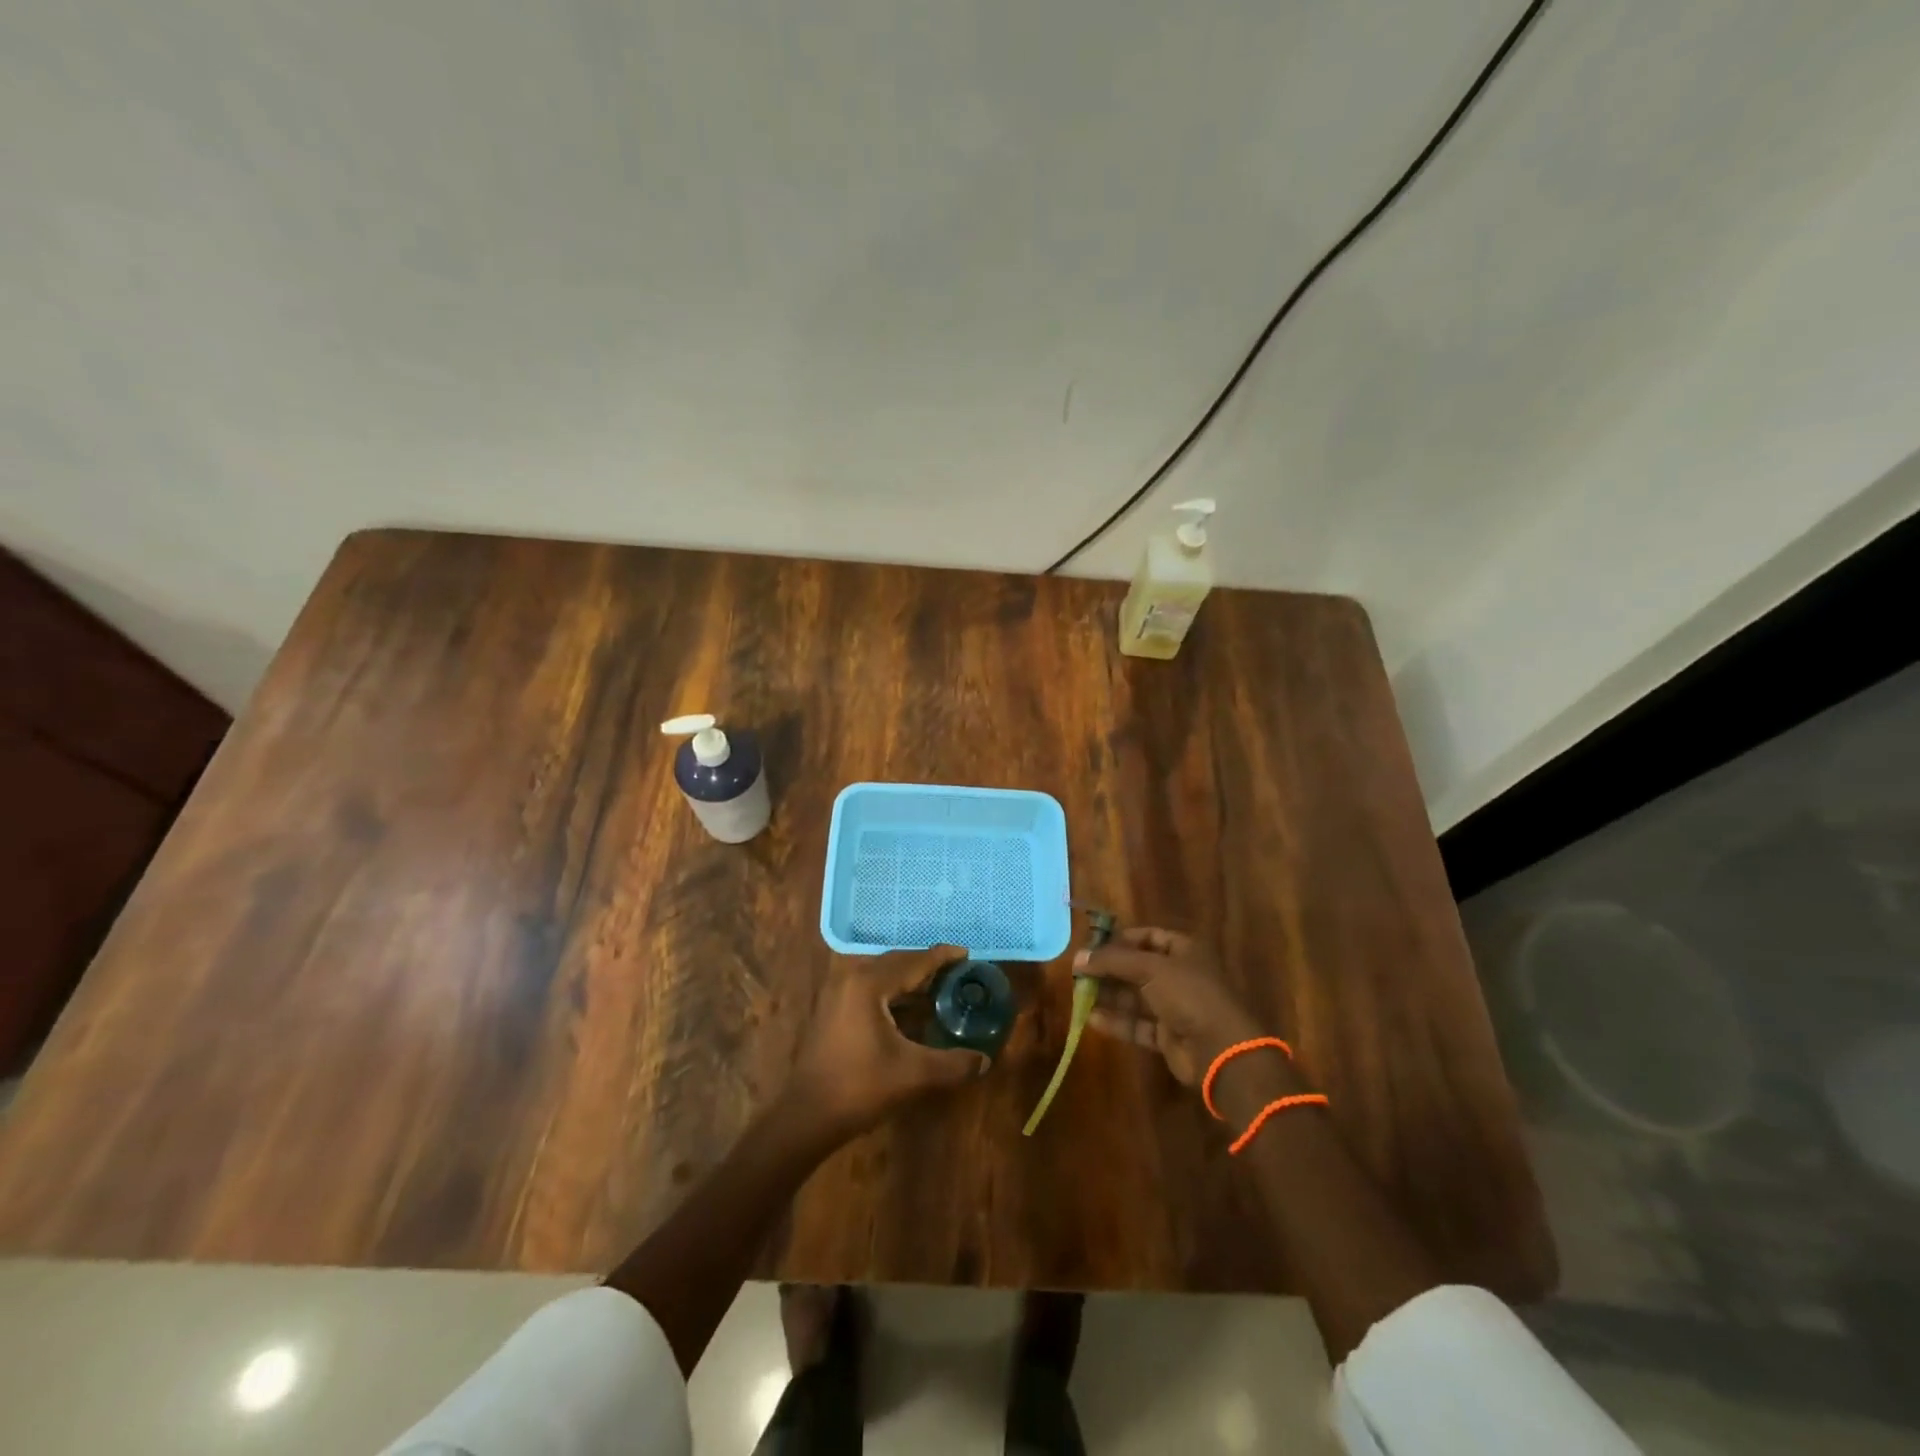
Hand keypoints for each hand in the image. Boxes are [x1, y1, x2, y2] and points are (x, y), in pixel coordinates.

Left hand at [786, 946, 989, 1138]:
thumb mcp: (914, 1075)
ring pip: (881, 975)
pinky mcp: (832, 1010)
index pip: (913, 962)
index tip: (966, 953)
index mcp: (869, 984)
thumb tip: (985, 1061)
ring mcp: (837, 993)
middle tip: (956, 971)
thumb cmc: (860, 1088)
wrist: (807, 1116)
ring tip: (938, 988)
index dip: (941, 957)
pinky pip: (869, 988)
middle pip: (896, 963)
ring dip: (909, 980)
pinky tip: (910, 1010)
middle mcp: (851, 979)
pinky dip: (893, 992)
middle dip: (927, 966)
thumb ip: (953, 1064)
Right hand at [1081, 928, 1266, 1087]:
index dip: (1121, 939)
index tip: (1092, 945)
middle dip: (1109, 969)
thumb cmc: (1188, 994)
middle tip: (1078, 972)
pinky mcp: (1168, 1035)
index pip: (1149, 936)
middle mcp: (1180, 975)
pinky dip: (1117, 1021)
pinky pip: (1138, 1024)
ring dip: (1109, 995)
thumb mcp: (1149, 968)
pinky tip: (1091, 1019)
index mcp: (1184, 951)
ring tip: (1078, 994)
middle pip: (1138, 967)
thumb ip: (1112, 961)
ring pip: (1135, 997)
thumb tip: (1078, 957)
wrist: (1220, 1050)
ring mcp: (1175, 1007)